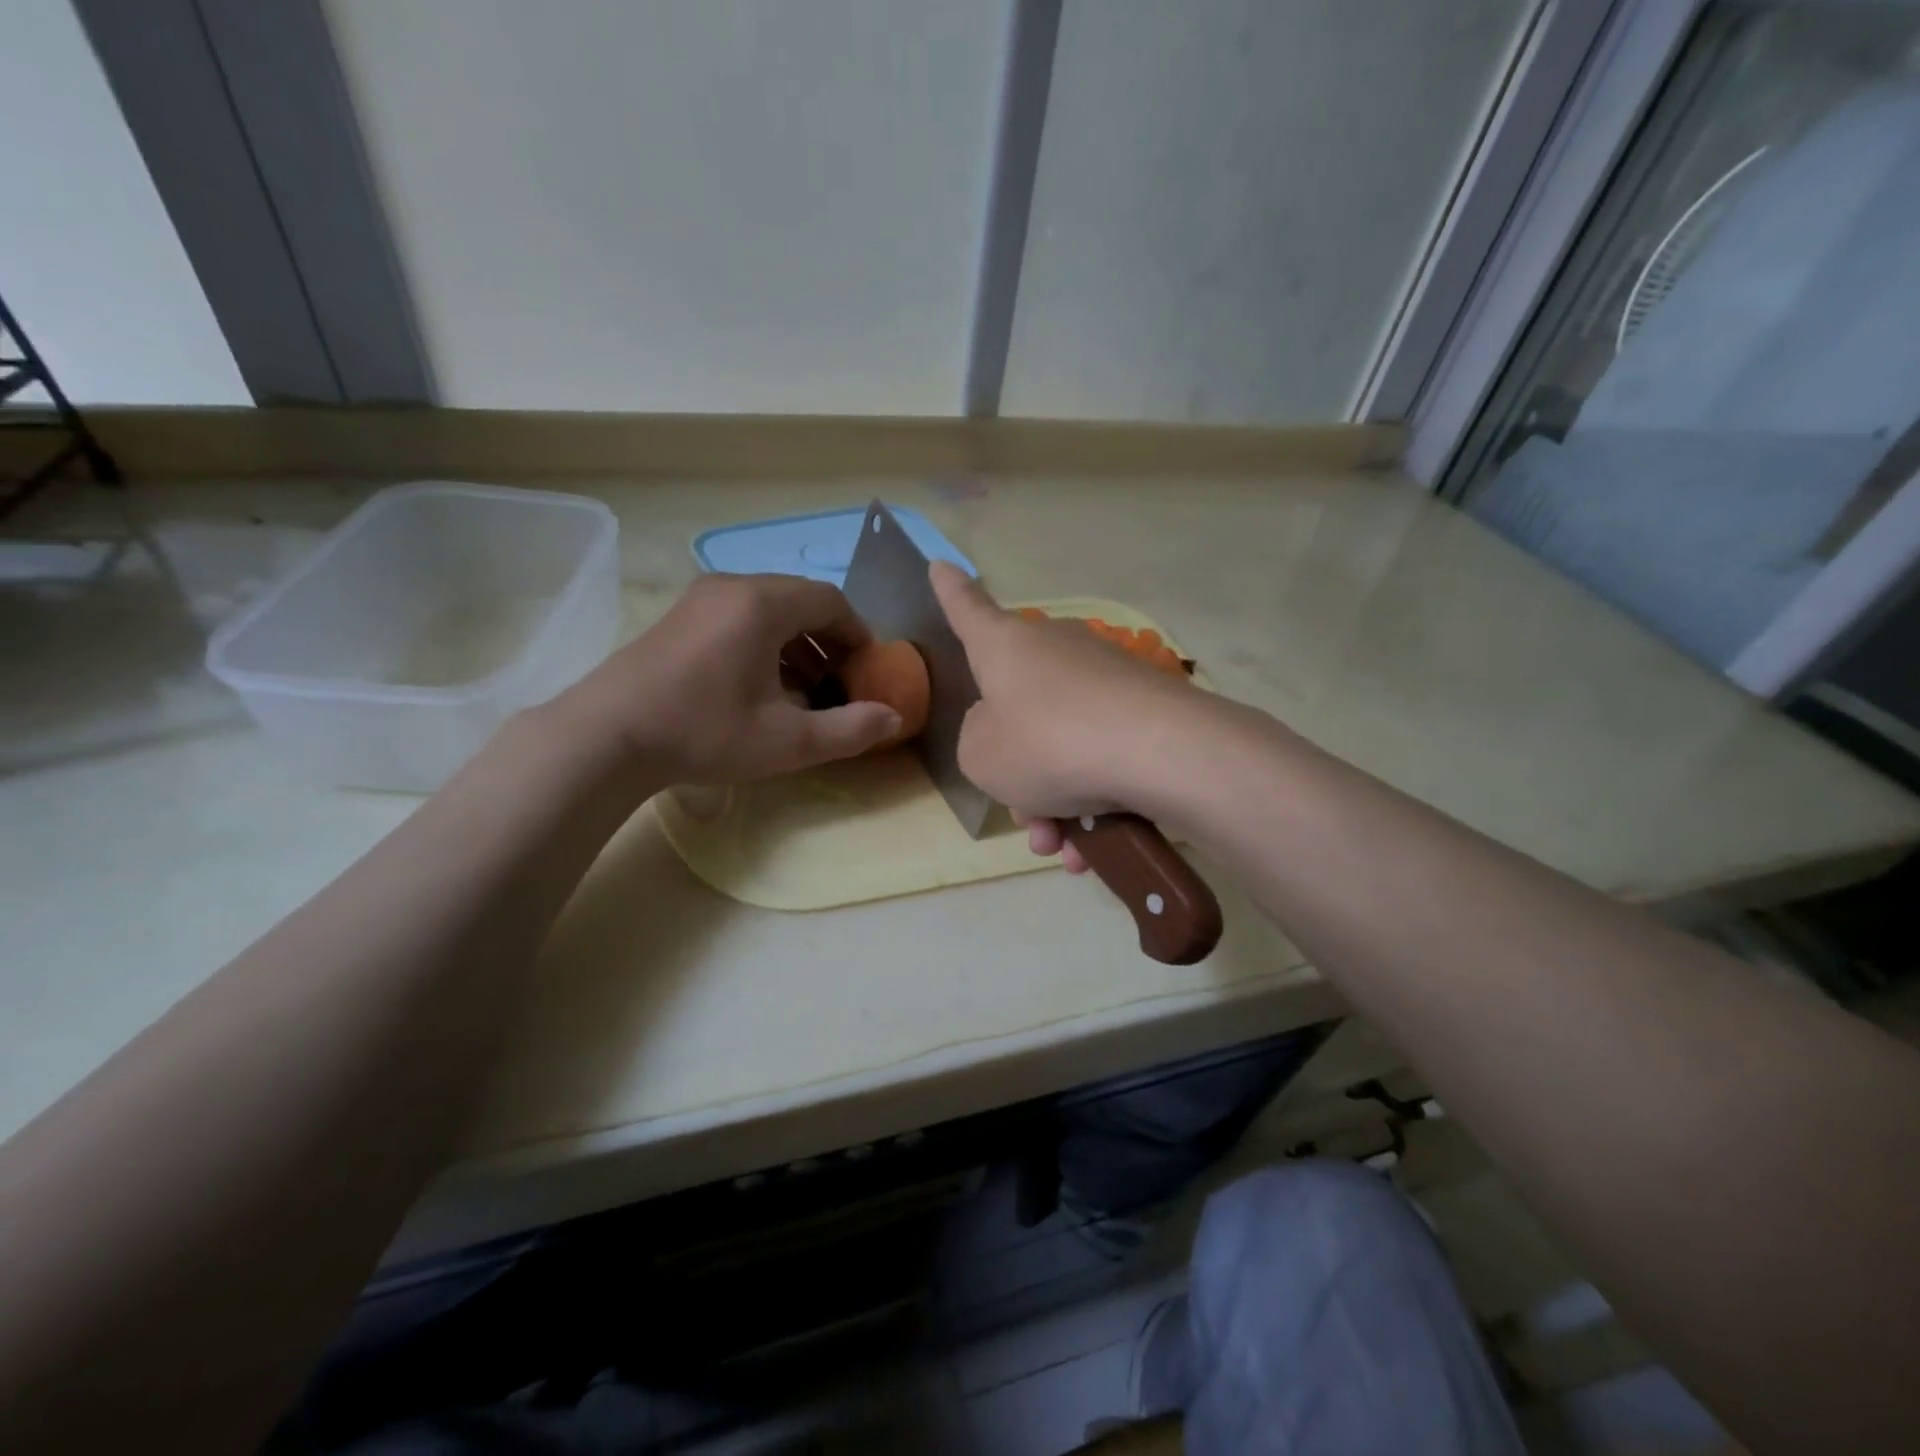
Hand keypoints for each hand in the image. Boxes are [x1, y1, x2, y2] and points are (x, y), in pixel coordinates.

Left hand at [555, 573, 901, 783]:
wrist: (605, 738)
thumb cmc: (705, 732)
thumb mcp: (788, 741)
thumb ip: (850, 729)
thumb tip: (895, 719)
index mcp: (763, 603)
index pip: (831, 602)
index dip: (859, 635)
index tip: (869, 671)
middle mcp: (732, 587)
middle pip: (800, 601)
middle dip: (829, 641)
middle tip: (841, 683)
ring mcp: (699, 600)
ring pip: (768, 610)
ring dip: (797, 645)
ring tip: (806, 691)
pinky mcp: (678, 619)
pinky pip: (739, 618)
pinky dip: (765, 644)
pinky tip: (763, 688)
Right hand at [930, 562, 1207, 872]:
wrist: (1159, 753)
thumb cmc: (1047, 744)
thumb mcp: (982, 757)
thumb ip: (976, 741)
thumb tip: (1004, 730)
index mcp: (1005, 647)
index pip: (967, 610)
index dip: (950, 592)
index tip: (939, 564)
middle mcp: (1054, 651)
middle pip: (1019, 710)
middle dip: (1018, 776)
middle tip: (1028, 821)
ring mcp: (1103, 677)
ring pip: (1061, 746)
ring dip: (1056, 805)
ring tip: (1065, 850)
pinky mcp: (1143, 707)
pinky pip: (1101, 756)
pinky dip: (1093, 801)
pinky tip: (1096, 848)